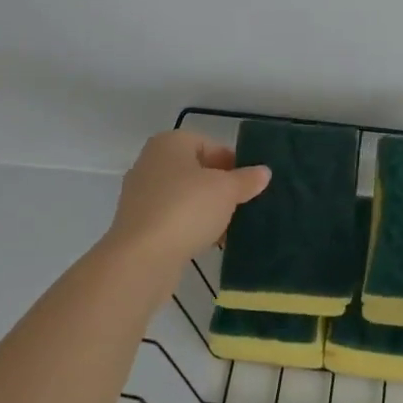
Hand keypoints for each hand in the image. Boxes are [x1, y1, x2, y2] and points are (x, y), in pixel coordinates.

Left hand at [105, 131, 270, 287]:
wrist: (141, 258)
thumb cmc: (186, 209)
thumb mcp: (226, 190)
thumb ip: (246, 179)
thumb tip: (263, 172)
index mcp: (170, 143)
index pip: (210, 145)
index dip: (233, 163)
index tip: (250, 184)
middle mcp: (151, 162)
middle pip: (196, 171)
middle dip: (220, 188)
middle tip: (243, 204)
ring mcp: (141, 195)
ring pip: (185, 196)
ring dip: (207, 209)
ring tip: (230, 227)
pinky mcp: (138, 224)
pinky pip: (172, 218)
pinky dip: (190, 226)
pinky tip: (209, 243)